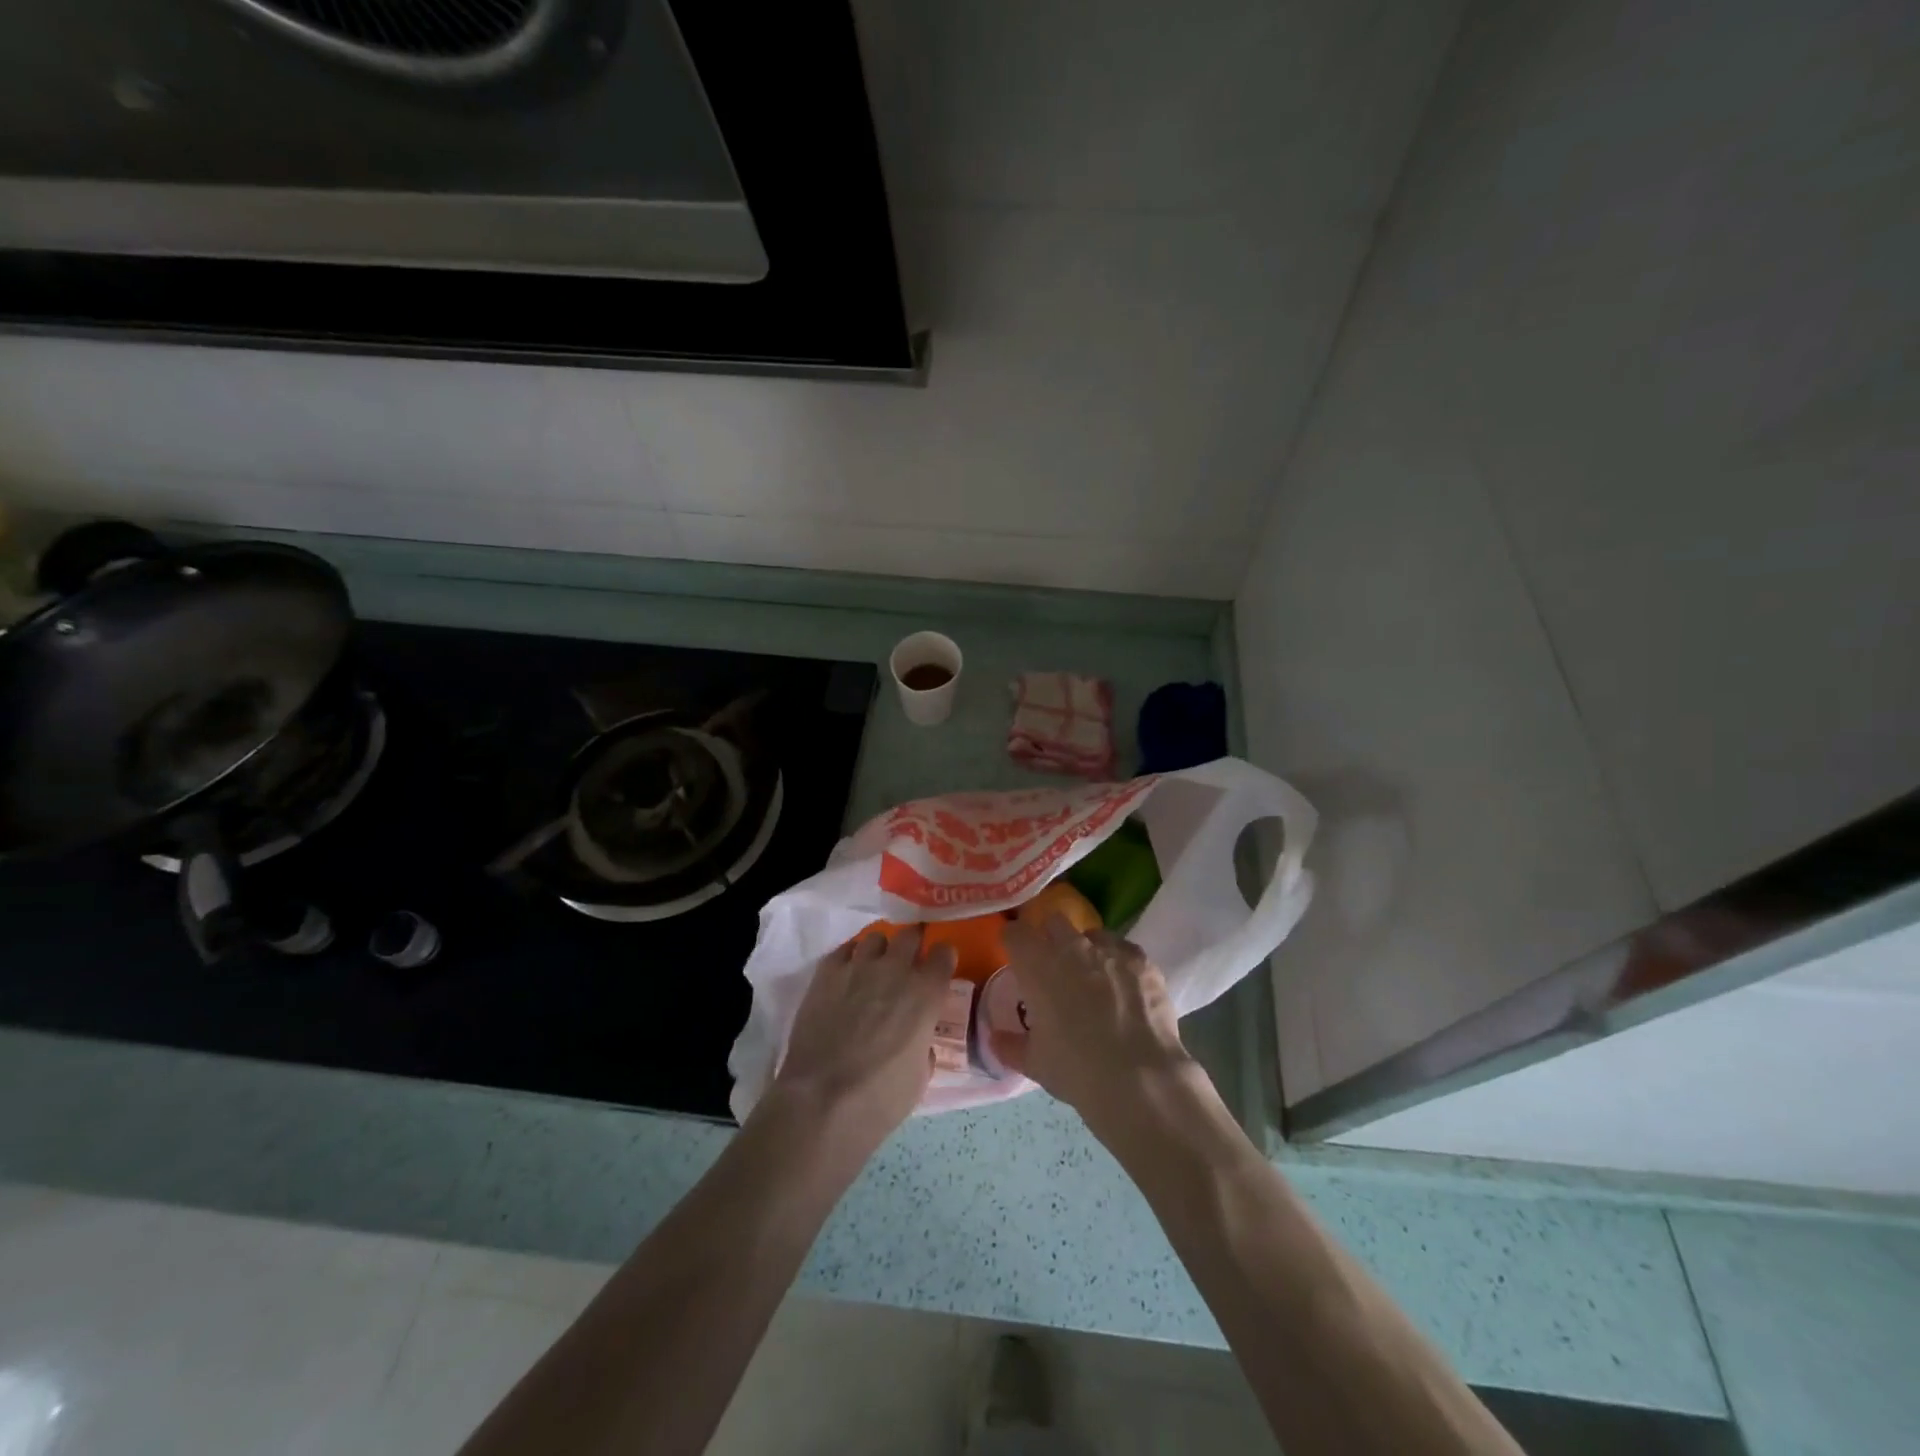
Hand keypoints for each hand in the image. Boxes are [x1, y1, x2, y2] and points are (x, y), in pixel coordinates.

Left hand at [772, 926, 956, 1154]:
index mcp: (926, 994)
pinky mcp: (826, 973)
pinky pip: (843, 949)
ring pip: (875, 938)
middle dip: (913, 944)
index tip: (939, 967)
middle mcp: (896, 970)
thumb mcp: (920, 1077)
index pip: (944, 953)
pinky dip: (850, 957)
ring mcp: (858, 967)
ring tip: (874, 967)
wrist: (822, 1100)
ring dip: (880, 950)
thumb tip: (918, 1040)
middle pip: (910, 935)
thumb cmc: (880, 1098)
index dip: (943, 958)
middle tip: (908, 961)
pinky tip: (847, 974)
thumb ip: (924, 1046)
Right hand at [995, 915, 1206, 1141]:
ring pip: (1093, 934)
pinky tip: (1125, 988)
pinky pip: (1125, 950)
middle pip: (1054, 922)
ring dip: (1088, 949)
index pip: (1015, 933)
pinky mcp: (1141, 961)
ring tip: (1095, 979)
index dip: (1014, 942)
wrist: (1138, 1079)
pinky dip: (1120, 963)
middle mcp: (1072, 947)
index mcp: (1037, 965)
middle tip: (1054, 967)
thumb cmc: (1076, 1069)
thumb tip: (997, 1038)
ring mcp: (1110, 950)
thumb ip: (1011, 1045)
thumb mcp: (1034, 1063)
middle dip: (1051, 938)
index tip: (1016, 956)